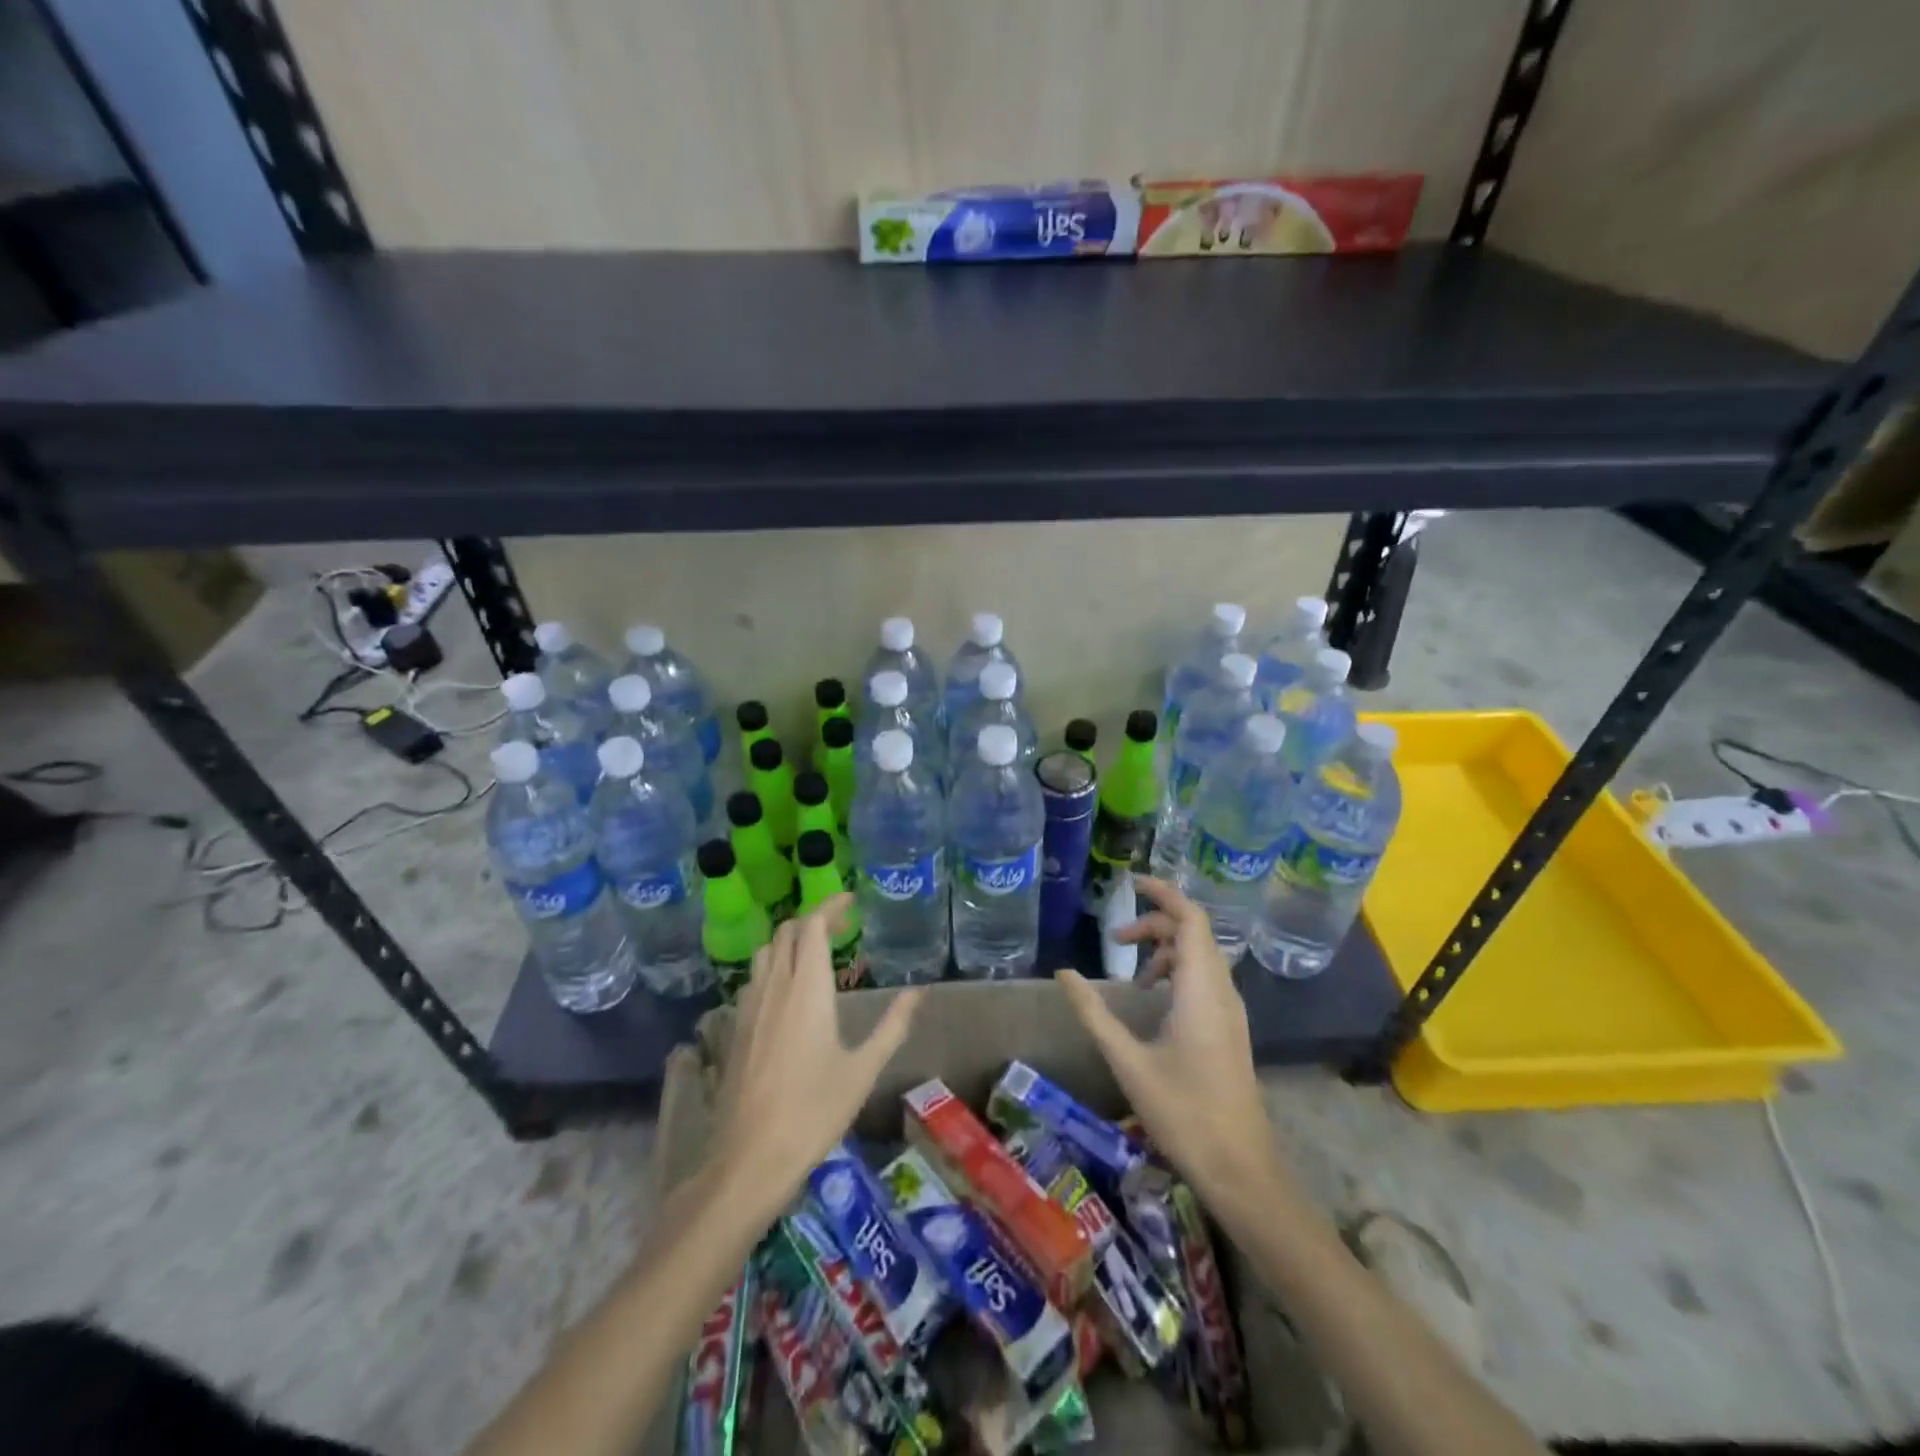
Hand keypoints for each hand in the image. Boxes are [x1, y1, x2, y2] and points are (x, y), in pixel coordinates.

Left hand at [710, 895, 923, 1213]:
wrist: (750, 1158)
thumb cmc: (814, 1110)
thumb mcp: (863, 1069)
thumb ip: (893, 1025)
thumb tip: (920, 992)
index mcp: (807, 988)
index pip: (813, 925)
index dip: (830, 905)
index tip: (851, 900)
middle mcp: (775, 986)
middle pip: (787, 932)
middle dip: (813, 919)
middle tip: (840, 926)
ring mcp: (749, 1006)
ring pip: (765, 952)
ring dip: (789, 941)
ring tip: (815, 953)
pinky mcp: (735, 1027)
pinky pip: (753, 978)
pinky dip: (772, 966)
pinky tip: (787, 993)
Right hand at [1057, 876, 1282, 1205]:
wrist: (1241, 1169)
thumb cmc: (1183, 1113)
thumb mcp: (1128, 1061)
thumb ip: (1094, 1012)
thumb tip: (1063, 973)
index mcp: (1201, 990)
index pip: (1191, 919)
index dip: (1164, 893)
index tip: (1132, 882)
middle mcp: (1222, 991)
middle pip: (1194, 932)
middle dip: (1155, 923)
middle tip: (1115, 936)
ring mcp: (1232, 1010)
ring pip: (1202, 956)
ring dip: (1166, 949)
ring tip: (1131, 976)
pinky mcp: (1231, 1027)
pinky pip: (1206, 978)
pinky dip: (1178, 971)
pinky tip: (1154, 1000)